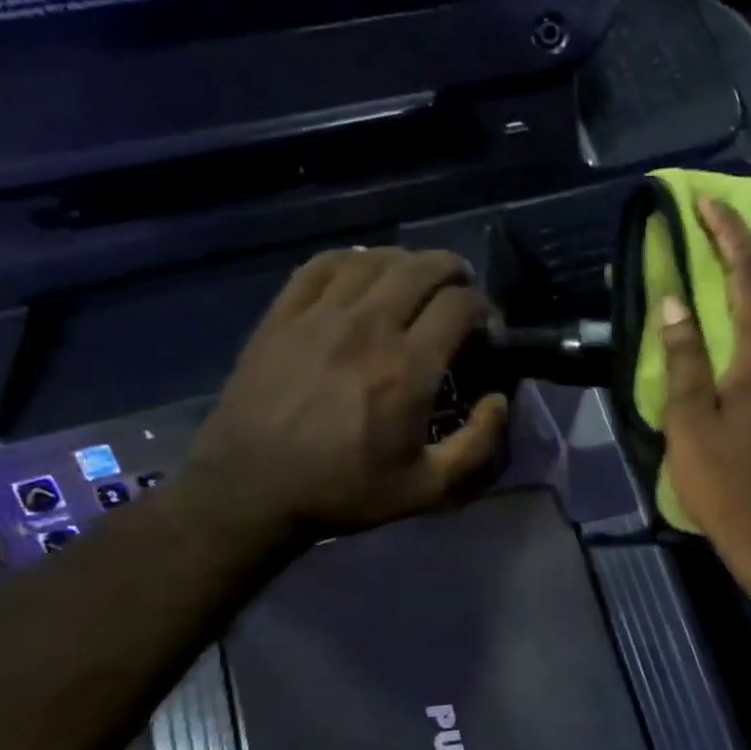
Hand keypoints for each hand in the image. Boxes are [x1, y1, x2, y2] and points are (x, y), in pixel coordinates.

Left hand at [178, 248, 508, 561]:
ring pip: (376, 259)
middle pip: (423, 268)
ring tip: (415, 279)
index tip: (483, 327)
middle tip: (459, 291)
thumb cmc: (343, 490)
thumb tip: (500, 400)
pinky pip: (324, 265)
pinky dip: (353, 260)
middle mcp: (370, 327)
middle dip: (453, 271)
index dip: (483, 306)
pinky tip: (361, 273)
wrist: (250, 490)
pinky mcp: (283, 314)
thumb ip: (478, 446)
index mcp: (409, 367)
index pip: (460, 304)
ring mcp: (321, 315)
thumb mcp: (426, 489)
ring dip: (407, 262)